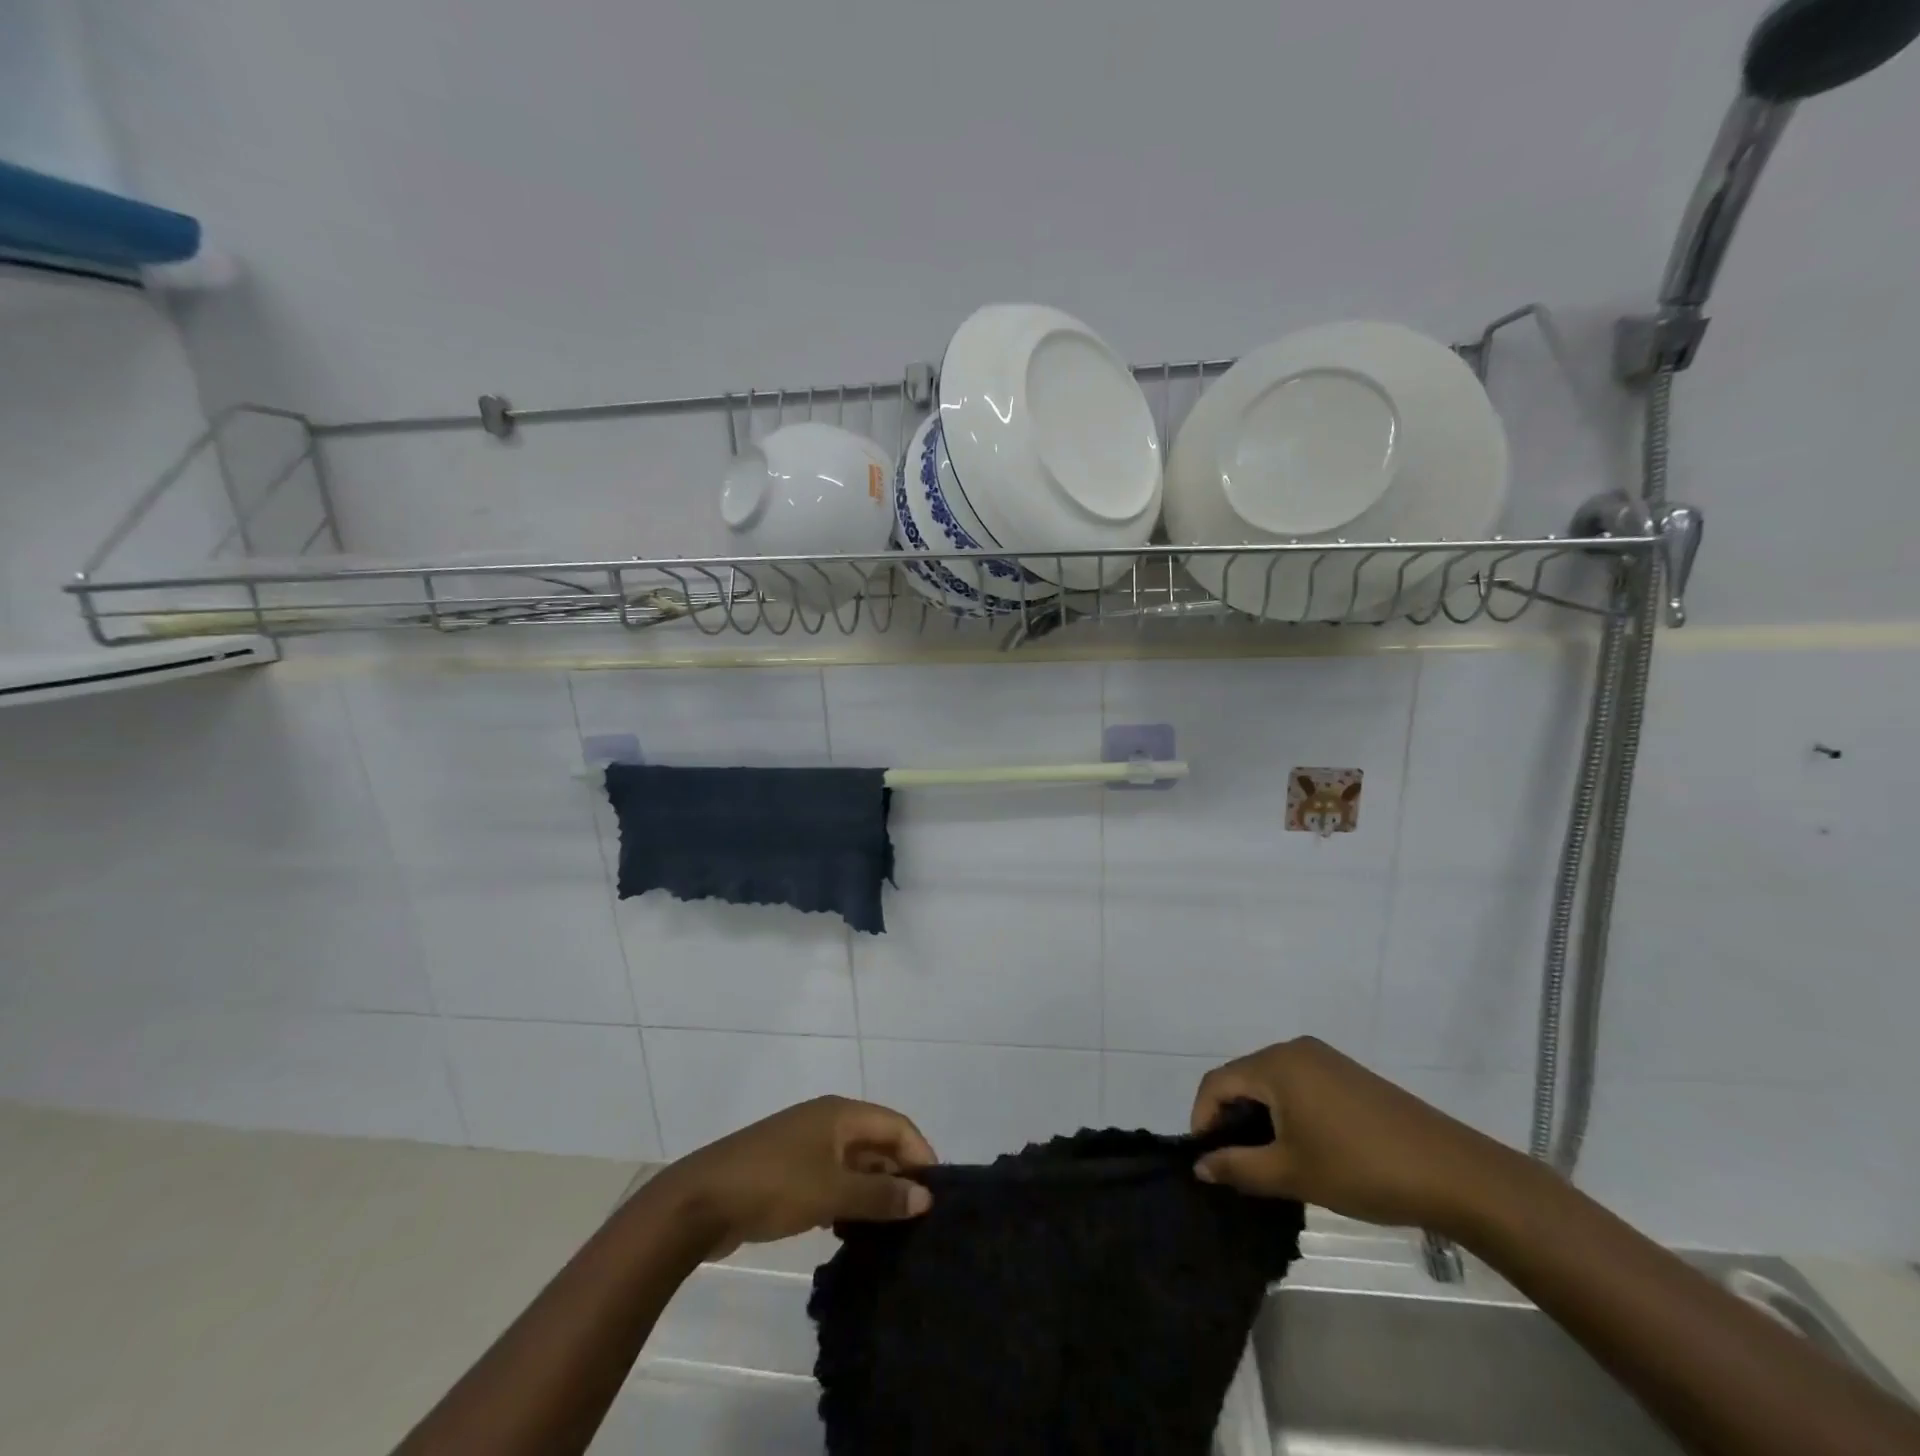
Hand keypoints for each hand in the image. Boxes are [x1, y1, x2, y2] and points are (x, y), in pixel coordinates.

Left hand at [654, 1096, 935, 1256]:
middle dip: (898, 1174)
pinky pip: (830, 1178)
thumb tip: (926, 1197)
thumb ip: (880, 1195)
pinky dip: (846, 1199)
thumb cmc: (774, 1185)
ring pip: (853, 1163)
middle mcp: (826, 1121)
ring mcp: (804, 1145)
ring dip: (872, 1190)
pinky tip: (848, 1232)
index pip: (896, 1125)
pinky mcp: (787, 1170)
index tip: (936, 1196)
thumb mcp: (832, 1192)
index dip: (920, 1154)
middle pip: (876, 1141)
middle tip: (916, 1218)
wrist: (700, 1200)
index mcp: (841, 1113)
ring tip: (890, 1231)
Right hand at [1189, 1037, 1531, 1236]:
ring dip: (1259, 1117)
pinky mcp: (1348, 1075)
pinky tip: (1301, 1147)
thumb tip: (1200, 1165)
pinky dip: (1286, 1112)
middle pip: (1242, 1078)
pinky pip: (1298, 1085)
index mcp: (1275, 1063)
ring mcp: (1325, 1060)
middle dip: (1230, 1119)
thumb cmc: (1360, 1168)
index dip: (1202, 1119)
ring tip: (1265, 1161)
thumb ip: (1238, 1167)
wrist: (1452, 1173)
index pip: (1217, 1083)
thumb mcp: (1291, 1173)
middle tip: (1233, 1164)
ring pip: (1271, 1083)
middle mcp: (1295, 1050)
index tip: (1206, 1161)